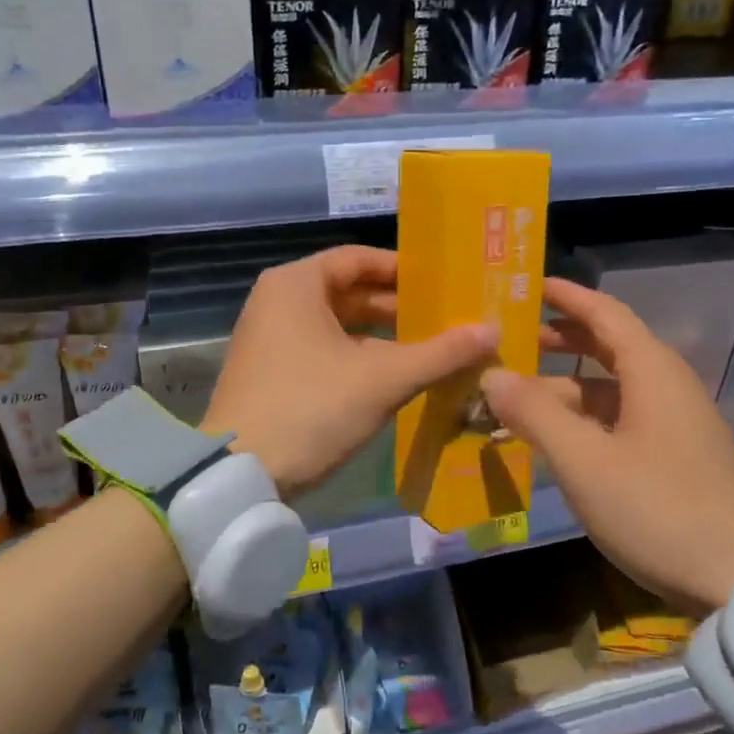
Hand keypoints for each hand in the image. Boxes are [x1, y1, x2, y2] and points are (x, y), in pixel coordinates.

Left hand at [202, 245, 497, 499]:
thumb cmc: (310, 408)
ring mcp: (270, 338)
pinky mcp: (271, 372)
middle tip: (447, 319)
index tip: (444, 284)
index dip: (404, 270)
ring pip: (338, 326)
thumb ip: (439, 353)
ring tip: (431, 349)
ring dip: (383, 337)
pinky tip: (395, 376)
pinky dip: (358, 358)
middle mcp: (278, 301)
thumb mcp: (381, 379)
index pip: (359, 259)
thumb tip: (493, 331)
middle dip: (398, 307)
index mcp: (296, 284)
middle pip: (349, 292)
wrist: (239, 474)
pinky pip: (324, 350)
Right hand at [482, 278, 733, 614]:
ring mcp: (678, 426)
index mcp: (653, 372)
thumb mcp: (584, 461)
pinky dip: (586, 421)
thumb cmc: (658, 509)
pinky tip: (558, 442)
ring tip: (518, 401)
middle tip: (514, 342)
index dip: (567, 296)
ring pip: (613, 392)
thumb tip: (492, 374)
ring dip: (567, 390)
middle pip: (609, 349)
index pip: (605, 314)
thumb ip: (535, 413)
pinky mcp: (680, 459)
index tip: (530, 285)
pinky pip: (623, 422)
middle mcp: (669, 388)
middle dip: (561, 342)